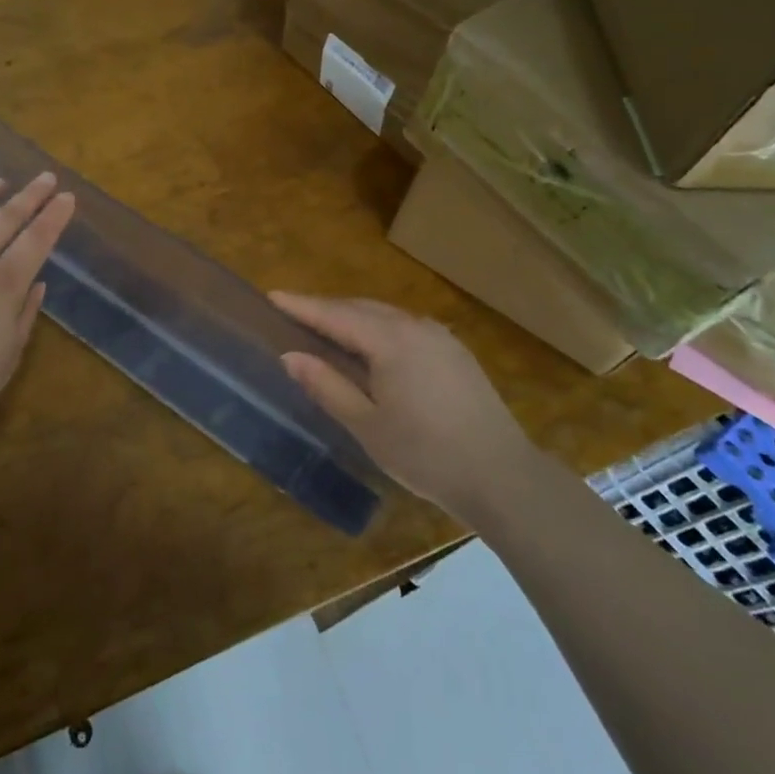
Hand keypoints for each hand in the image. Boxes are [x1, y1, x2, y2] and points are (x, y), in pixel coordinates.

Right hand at [271, 293, 530, 515]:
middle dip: (325, 308)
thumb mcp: (367, 425)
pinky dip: (379, 329)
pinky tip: (372, 347)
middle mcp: (415, 326)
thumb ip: (327, 385)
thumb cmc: (425, 454)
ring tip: (326, 329)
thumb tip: (291, 356)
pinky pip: (406, 327)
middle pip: (360, 308)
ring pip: (386, 315)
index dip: (302, 306)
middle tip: (293, 313)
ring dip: (353, 317)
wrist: (502, 477)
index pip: (335, 315)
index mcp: (390, 340)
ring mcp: (440, 337)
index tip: (272, 296)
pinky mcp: (456, 352)